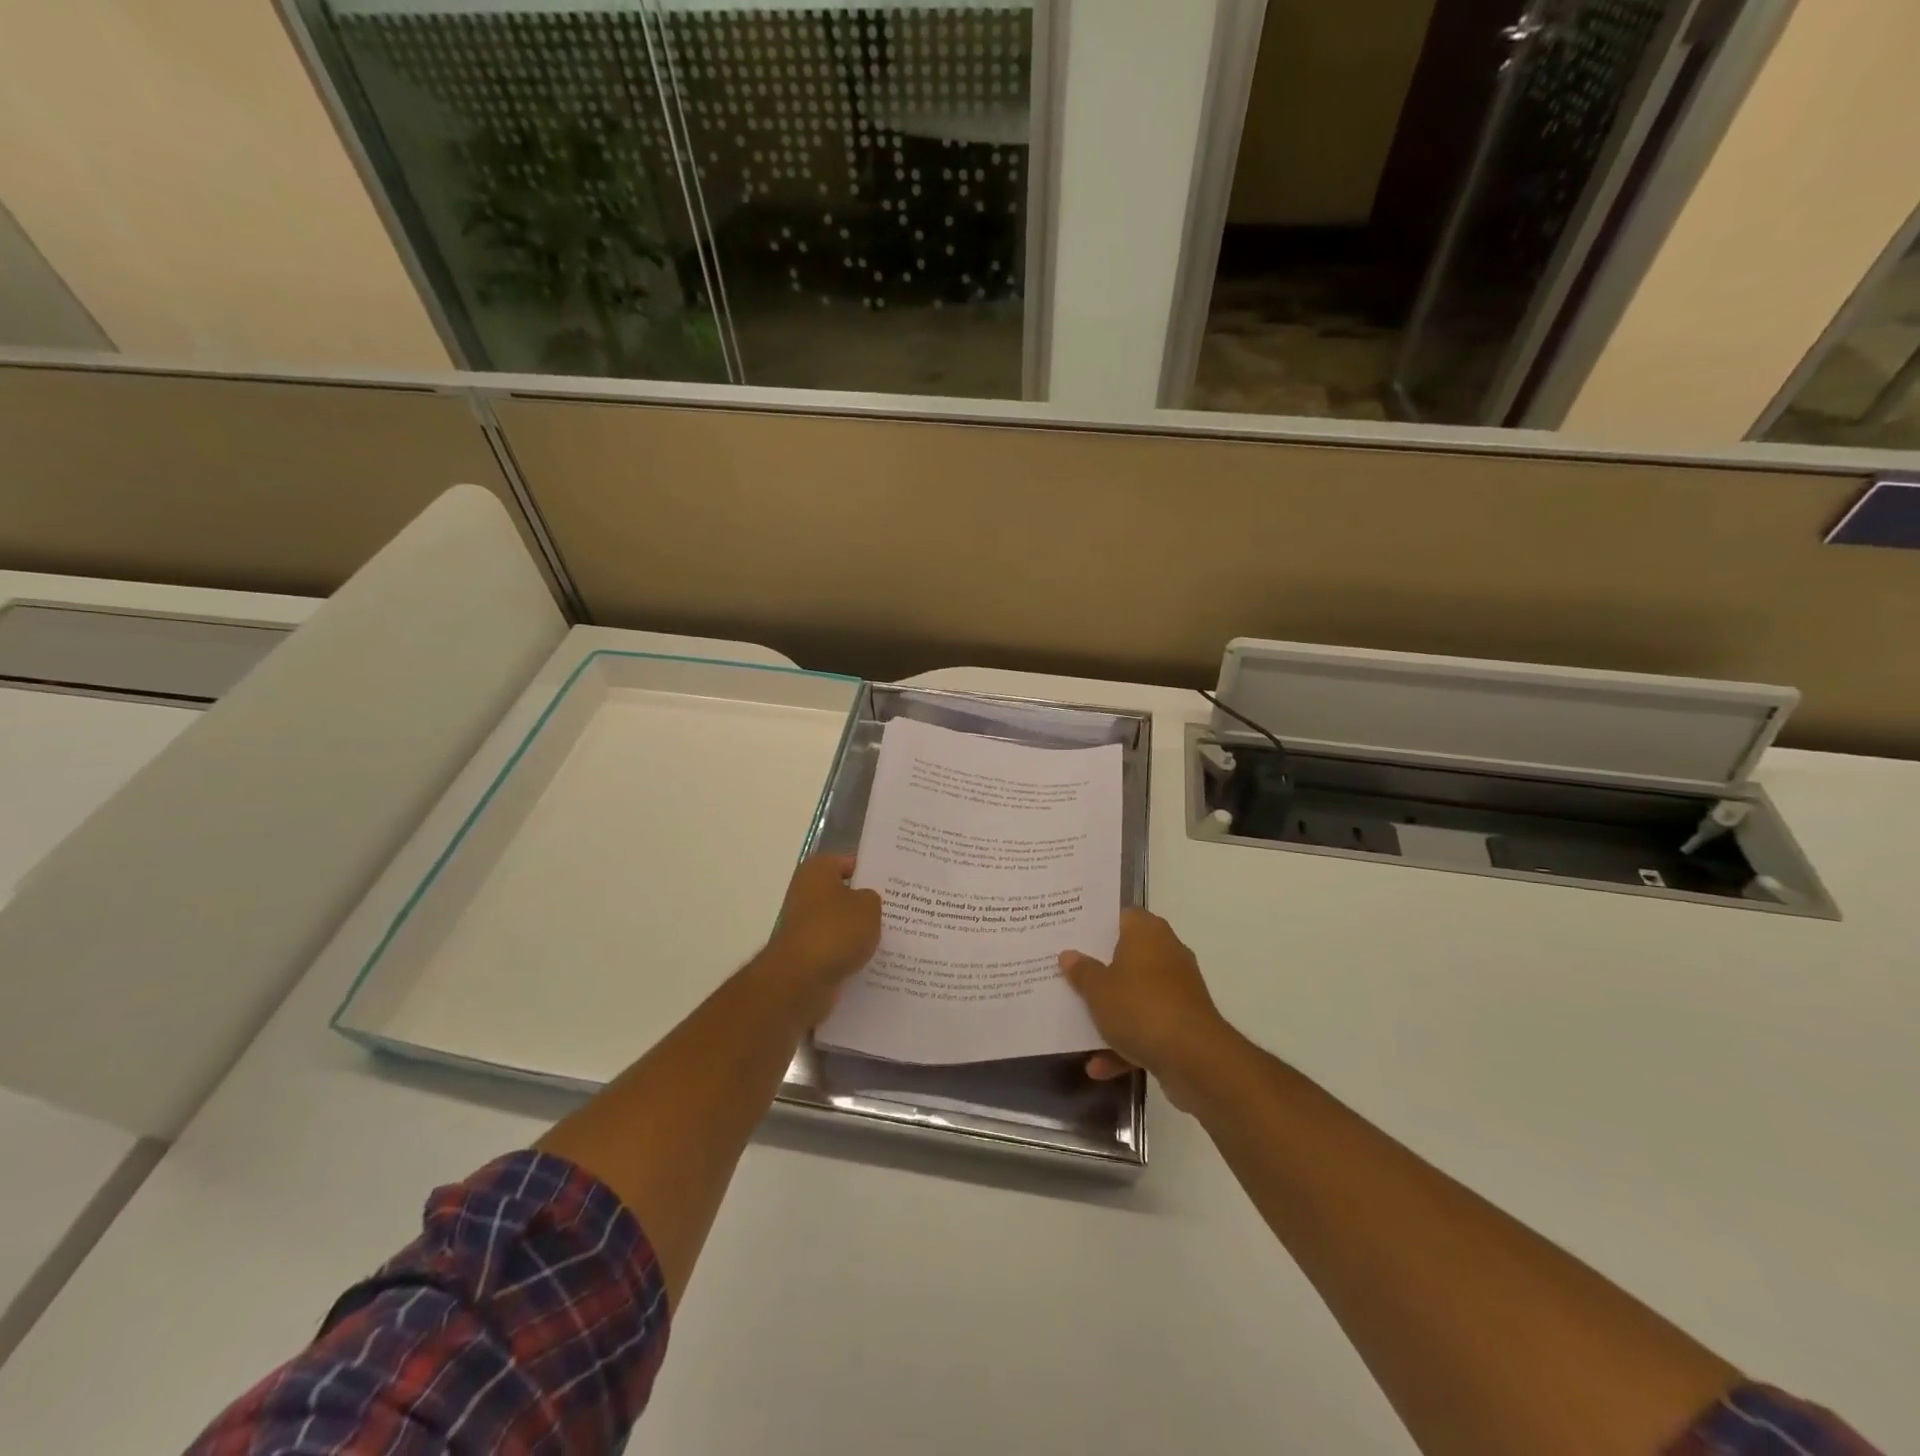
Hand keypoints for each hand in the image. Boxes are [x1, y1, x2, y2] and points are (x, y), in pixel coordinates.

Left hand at [761, 854, 882, 1025]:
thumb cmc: (836, 930)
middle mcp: (806, 893)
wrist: (801, 979)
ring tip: (892, 937)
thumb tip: (865, 903)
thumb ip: (872, 898)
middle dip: (866, 904)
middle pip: (844, 894)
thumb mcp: (869, 906)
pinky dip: (851, 954)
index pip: (850, 863)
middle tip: (899, 910)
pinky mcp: (807, 955)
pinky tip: (875, 960)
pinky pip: (836, 949)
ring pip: (841, 924)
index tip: (895, 884)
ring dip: (859, 932)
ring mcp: (804, 926)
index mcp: (817, 870)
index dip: (872, 872)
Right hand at [1060, 910, 1231, 1106]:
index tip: (1072, 935)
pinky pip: (1147, 1027)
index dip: (1097, 925)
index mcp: (1147, 933)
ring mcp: (1178, 990)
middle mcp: (1167, 954)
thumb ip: (1082, 971)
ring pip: (1136, 995)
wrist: (1194, 1059)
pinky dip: (1126, 1044)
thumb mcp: (1098, 989)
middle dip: (1100, 970)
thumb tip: (1069, 955)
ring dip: (1111, 1013)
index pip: (1122, 916)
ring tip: (1077, 1023)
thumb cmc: (1140, 1007)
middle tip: (1068, 974)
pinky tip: (1099, 1066)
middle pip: (1127, 956)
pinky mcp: (1184, 1024)